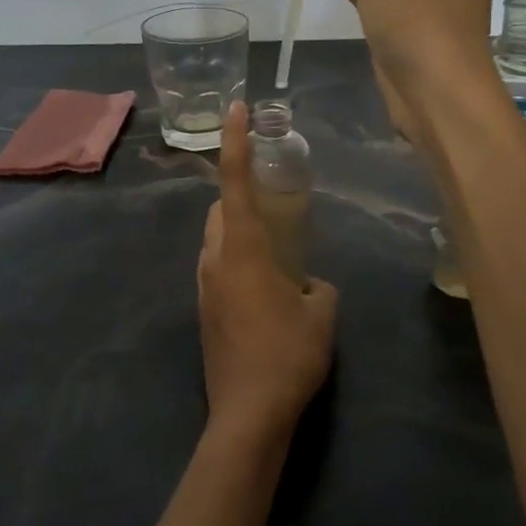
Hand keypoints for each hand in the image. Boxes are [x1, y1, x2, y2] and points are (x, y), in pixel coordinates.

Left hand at [196, 102, 337, 443]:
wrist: (248, 415)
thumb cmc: (288, 355)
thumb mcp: (322, 314)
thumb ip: (318, 287)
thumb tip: (309, 285)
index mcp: (242, 250)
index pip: (234, 183)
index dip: (234, 143)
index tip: (236, 110)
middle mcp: (214, 261)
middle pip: (218, 211)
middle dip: (239, 196)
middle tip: (273, 202)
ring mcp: (204, 288)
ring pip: (215, 242)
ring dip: (237, 232)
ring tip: (274, 250)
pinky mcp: (204, 313)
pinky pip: (217, 270)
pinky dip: (236, 262)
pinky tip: (265, 289)